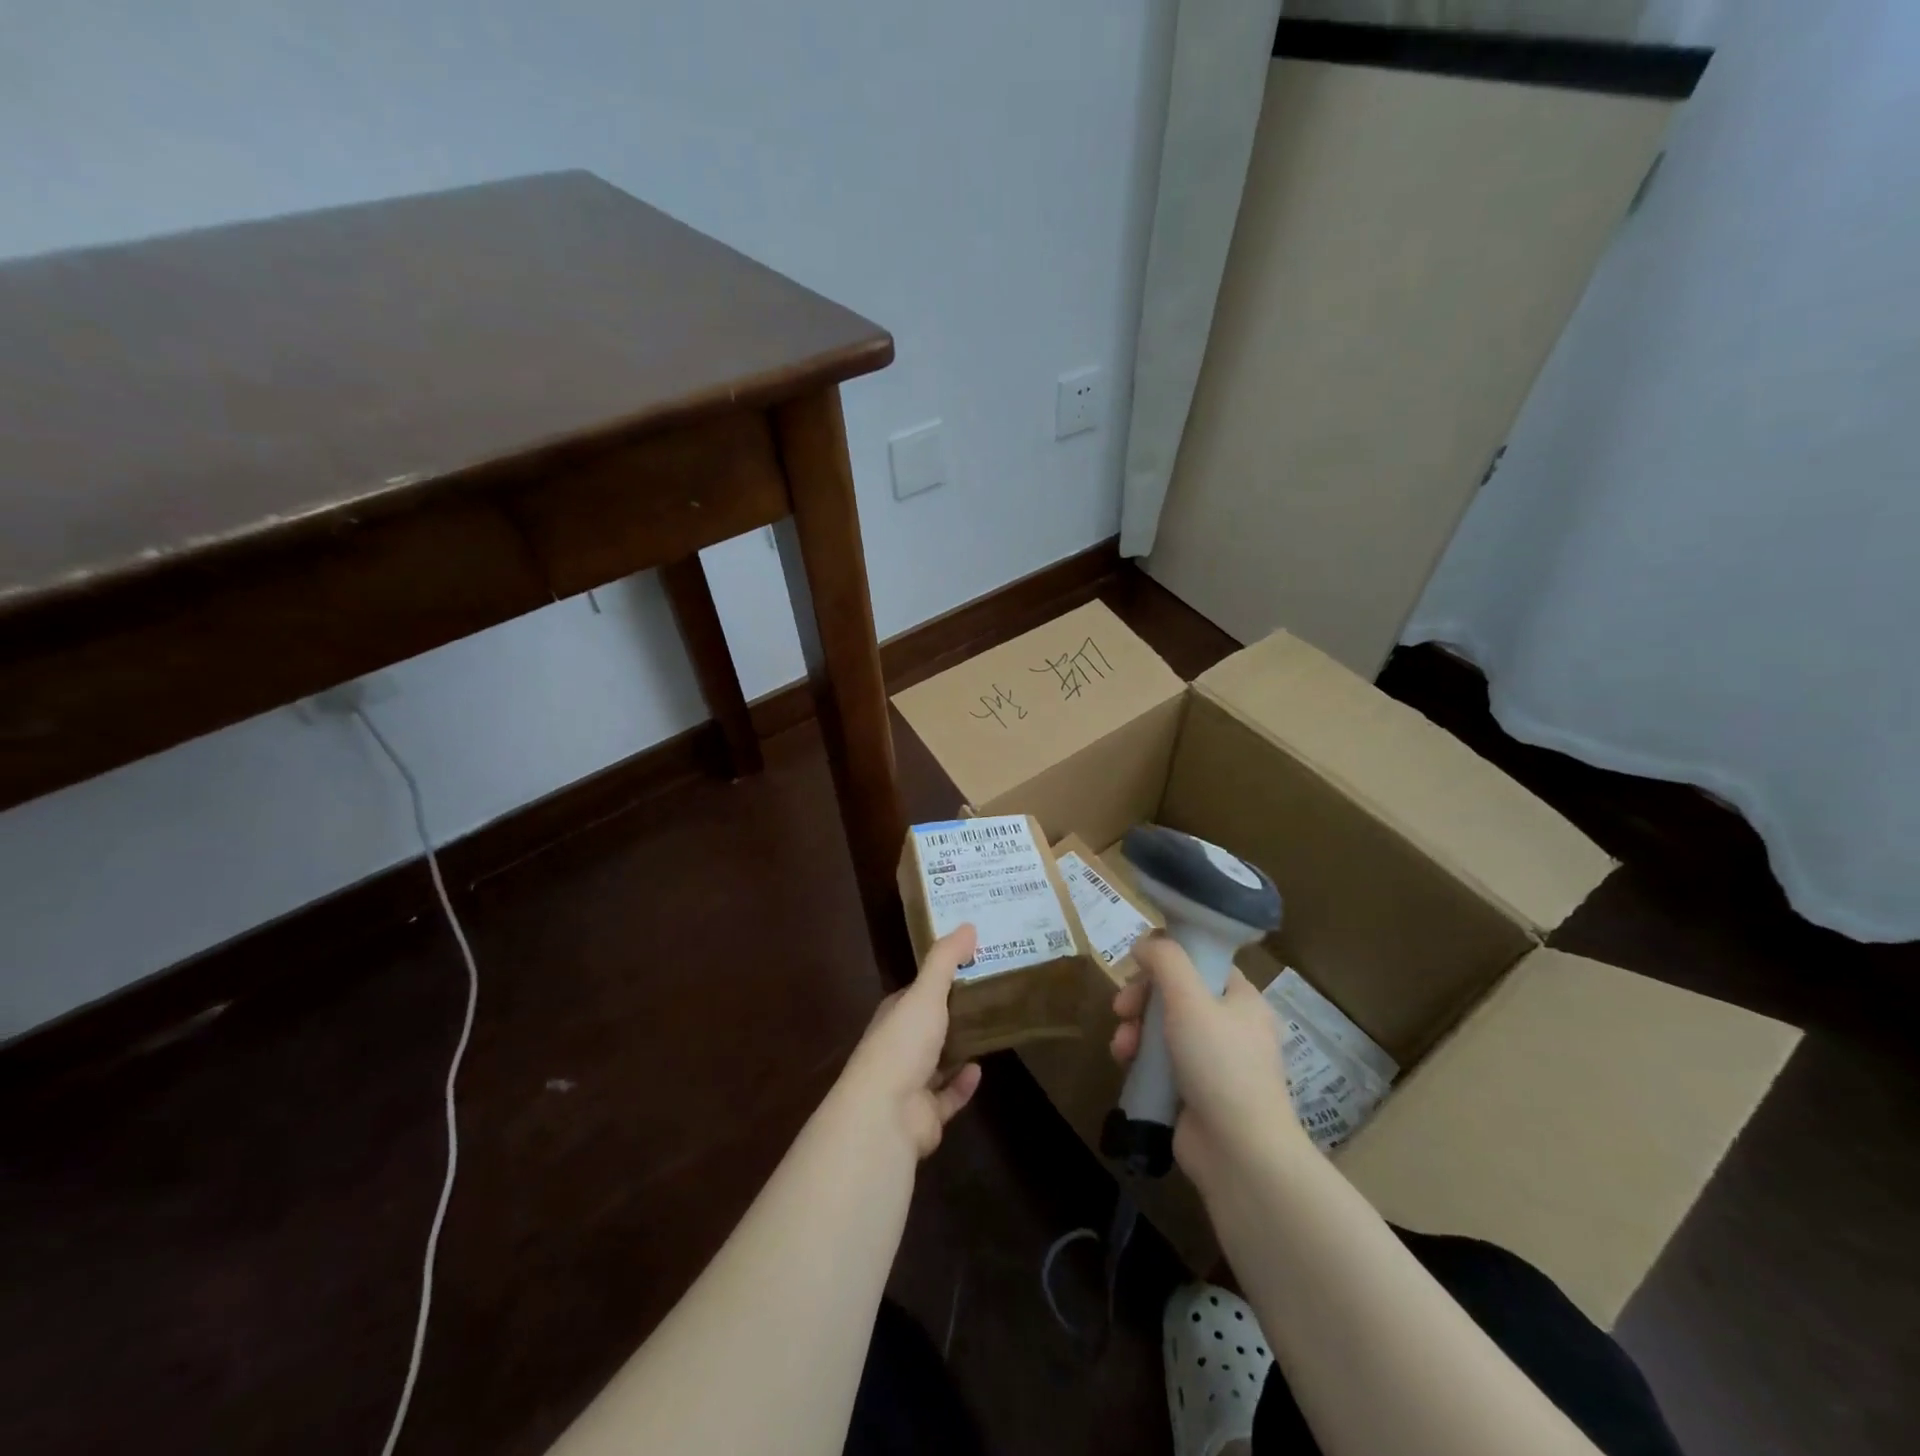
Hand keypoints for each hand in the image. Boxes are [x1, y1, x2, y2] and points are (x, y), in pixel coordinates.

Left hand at [838, 924, 983, 1158]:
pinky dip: (963, 1084)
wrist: (886, 1114)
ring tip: (990, 1031)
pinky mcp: (926, 1115)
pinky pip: (948, 1096)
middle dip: (953, 1015)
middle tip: (991, 996)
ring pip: (938, 1062)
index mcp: (894, 1017)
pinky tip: (981, 1069)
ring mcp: (910, 1083)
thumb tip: (968, 925)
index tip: (969, 966)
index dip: (938, 980)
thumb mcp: (926, 993)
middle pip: (928, 1027)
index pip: (916, 993)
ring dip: (959, 1049)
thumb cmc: (903, 1044)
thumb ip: (946, 960)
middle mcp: (899, 1048)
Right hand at [1109, 934, 1306, 1187]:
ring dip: (1134, 1028)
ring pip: (1162, 1026)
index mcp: (1242, 1000)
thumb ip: (1166, 961)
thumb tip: (1146, 943)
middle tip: (1122, 1006)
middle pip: (1175, 993)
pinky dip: (1139, 1057)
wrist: (1240, 1153)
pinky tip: (1124, 1062)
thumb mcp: (1190, 1000)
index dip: (1168, 958)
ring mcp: (1212, 1061)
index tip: (1138, 964)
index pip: (1202, 962)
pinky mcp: (1193, 1089)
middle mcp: (1230, 1026)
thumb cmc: (1220, 1065)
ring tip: (1121, 1044)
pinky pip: (1159, 1059)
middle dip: (1141, 997)